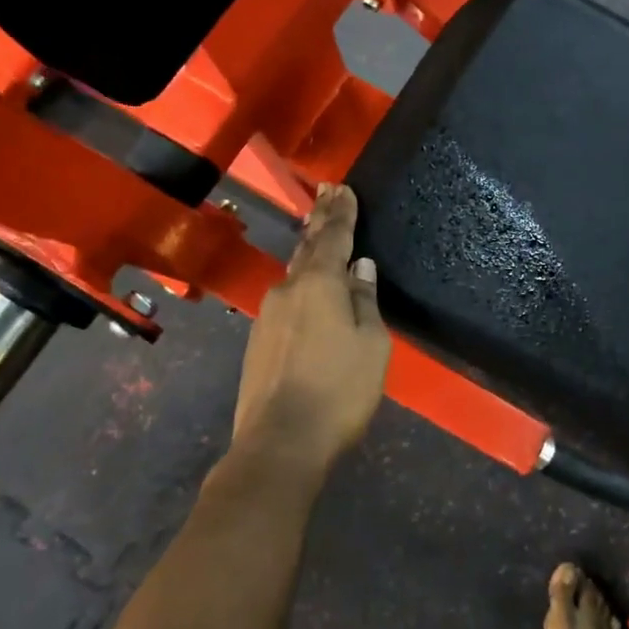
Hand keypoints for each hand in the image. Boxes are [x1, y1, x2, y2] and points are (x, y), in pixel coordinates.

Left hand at [231, 183, 390, 473]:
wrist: (279, 441)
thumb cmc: (338, 390)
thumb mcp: (370, 344)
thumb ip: (364, 301)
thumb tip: (361, 268)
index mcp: (319, 285)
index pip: (333, 237)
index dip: (341, 212)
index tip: (343, 187)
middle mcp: (288, 291)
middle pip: (308, 248)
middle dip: (320, 220)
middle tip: (328, 193)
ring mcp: (268, 316)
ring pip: (294, 274)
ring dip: (309, 252)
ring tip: (319, 235)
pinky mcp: (259, 341)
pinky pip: (287, 300)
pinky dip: (301, 284)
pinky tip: (308, 290)